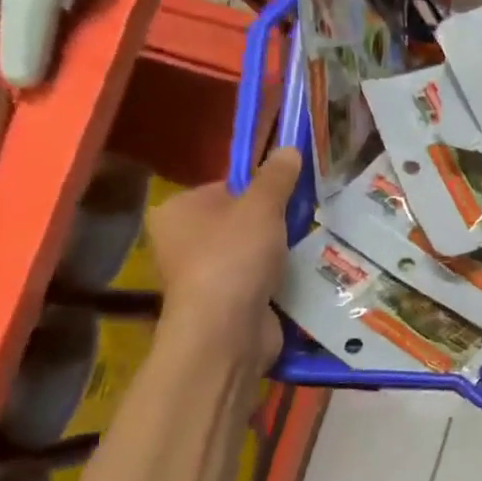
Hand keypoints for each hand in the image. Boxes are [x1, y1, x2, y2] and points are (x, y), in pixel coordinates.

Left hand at [147, 148, 300, 368]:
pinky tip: (297, 276)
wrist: (226, 331)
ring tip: (304, 248)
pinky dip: (275, 278)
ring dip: (277, 251)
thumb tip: (288, 148)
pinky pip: (255, 279)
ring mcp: (201, 275)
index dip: (260, 189)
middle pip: (239, 219)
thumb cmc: (234, 257)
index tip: (289, 197)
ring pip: (250, 251)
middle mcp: (181, 241)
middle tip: (302, 221)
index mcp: (177, 210)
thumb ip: (277, 177)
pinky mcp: (222, 303)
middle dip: (272, 222)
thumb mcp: (262, 206)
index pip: (225, 187)